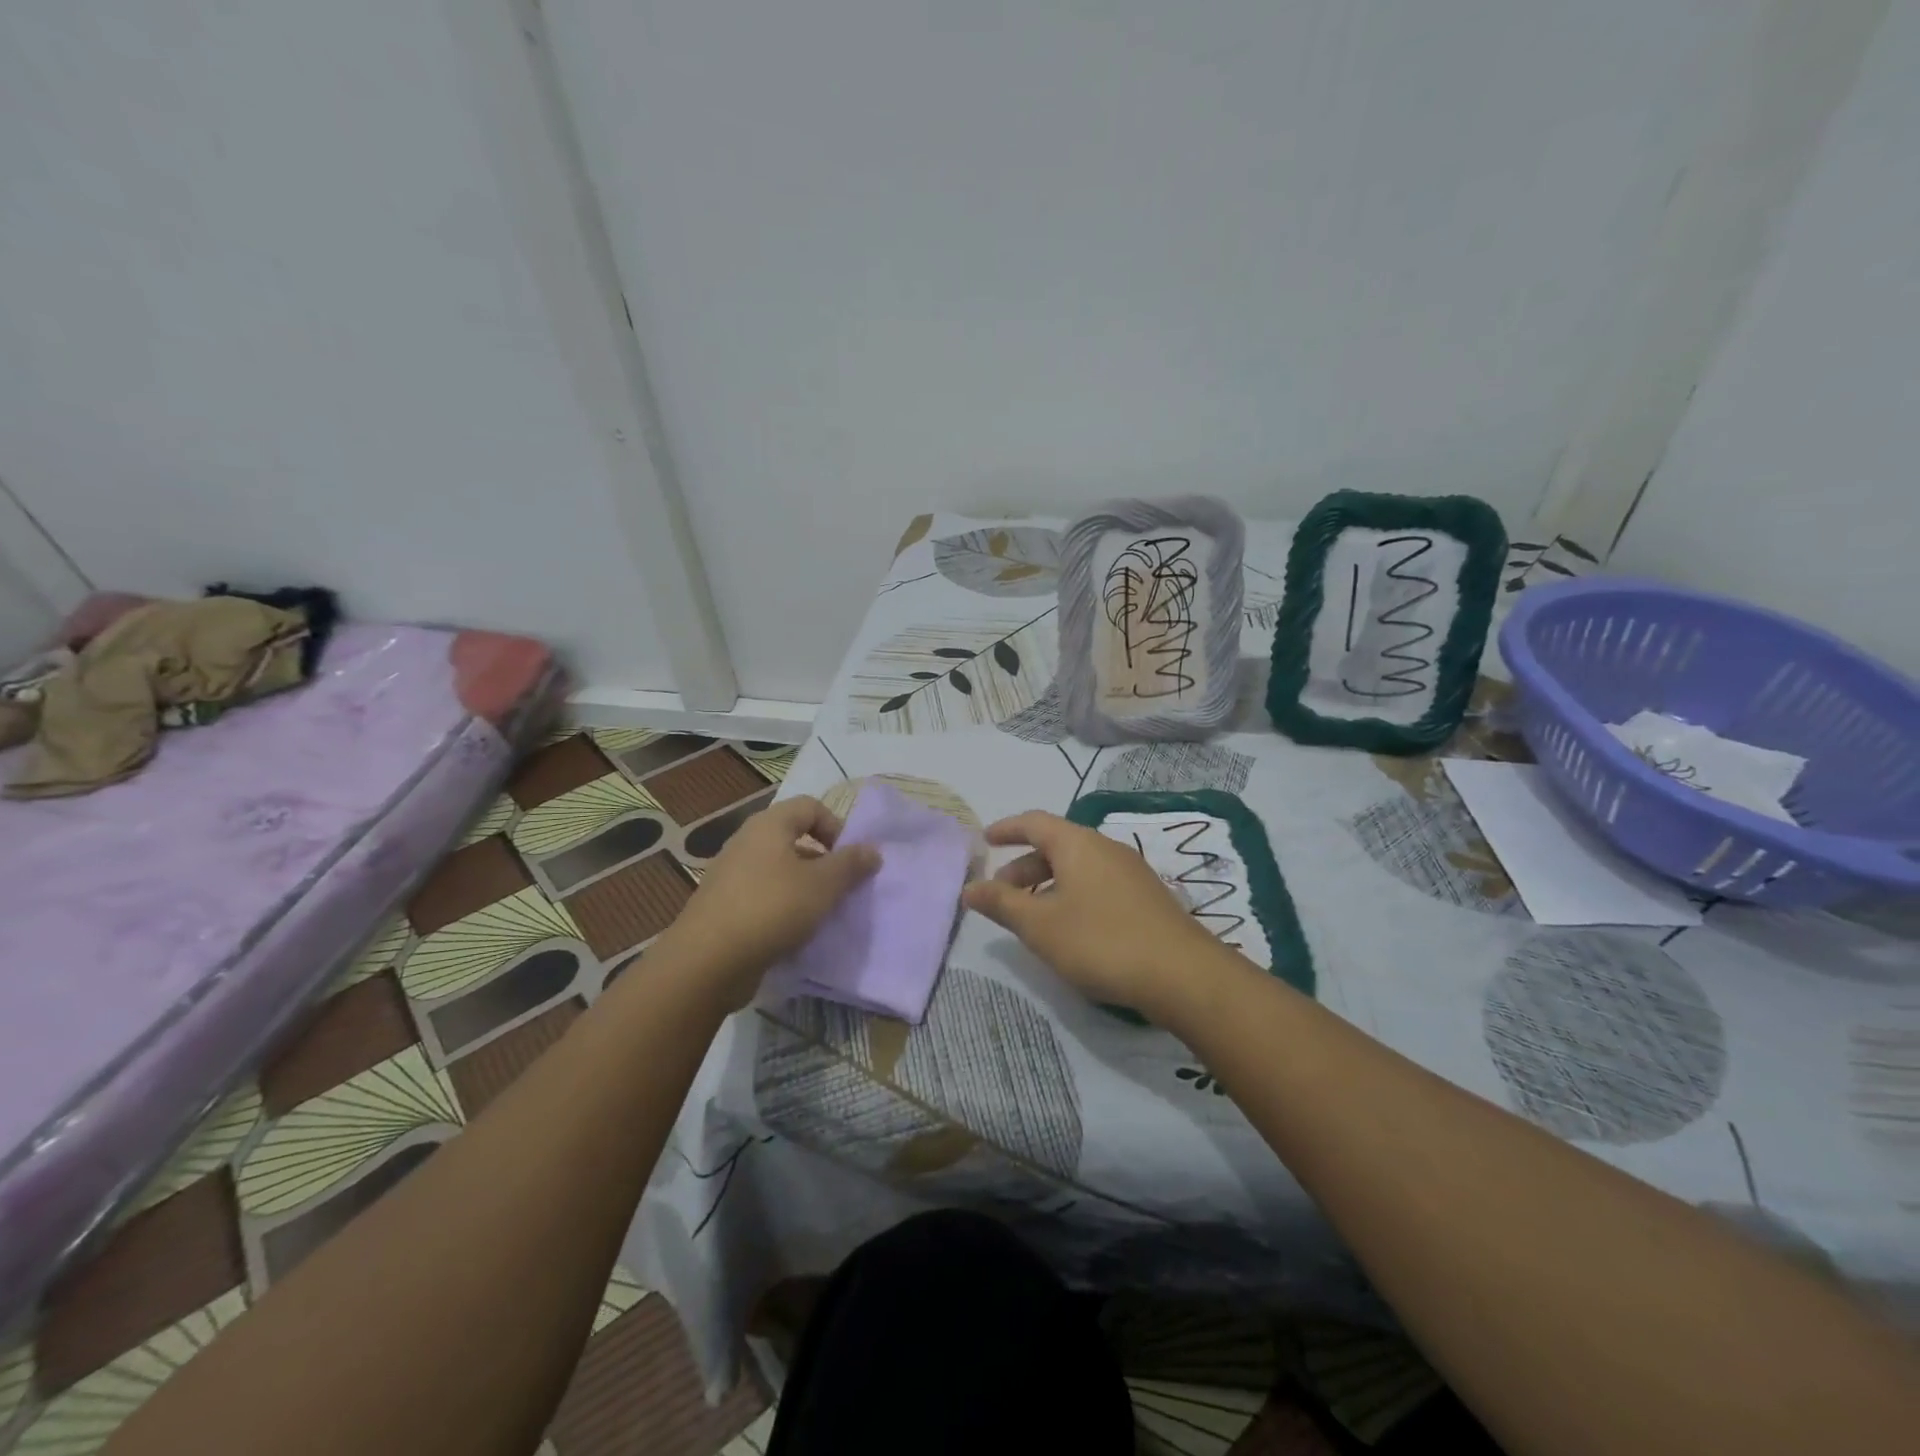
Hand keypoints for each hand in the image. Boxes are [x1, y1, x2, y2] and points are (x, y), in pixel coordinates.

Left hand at [659, 795, 879, 1009]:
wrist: (707, 962)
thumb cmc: (771, 909)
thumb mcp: (823, 885)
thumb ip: (851, 864)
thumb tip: (873, 849)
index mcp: (769, 825)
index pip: (810, 806)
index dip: (836, 826)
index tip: (849, 859)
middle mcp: (746, 842)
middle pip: (794, 838)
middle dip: (822, 861)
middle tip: (840, 889)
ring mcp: (730, 874)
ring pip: (778, 870)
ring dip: (804, 888)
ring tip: (820, 915)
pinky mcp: (722, 906)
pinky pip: (762, 896)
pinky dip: (781, 908)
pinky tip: (792, 934)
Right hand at [963, 810, 1223, 1019]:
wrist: (1183, 975)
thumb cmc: (1100, 941)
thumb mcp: (1040, 925)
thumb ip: (1002, 904)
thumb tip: (970, 887)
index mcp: (1077, 844)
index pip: (1034, 822)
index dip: (1006, 829)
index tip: (985, 840)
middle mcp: (1105, 847)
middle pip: (1055, 845)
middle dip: (1023, 866)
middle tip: (1001, 894)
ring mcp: (1131, 872)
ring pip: (1077, 867)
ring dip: (1047, 883)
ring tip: (1031, 916)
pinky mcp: (1146, 897)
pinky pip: (1097, 883)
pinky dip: (1072, 894)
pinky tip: (1070, 928)